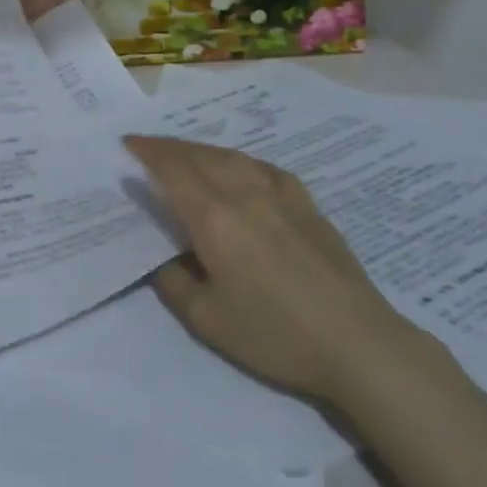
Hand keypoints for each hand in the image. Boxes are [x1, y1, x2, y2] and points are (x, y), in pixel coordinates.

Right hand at [125, 134, 424, 403]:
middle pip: (199, 156)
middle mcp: (244, 194)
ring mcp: (280, 195)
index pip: (173, 170)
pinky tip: (239, 167)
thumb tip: (161, 259)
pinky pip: (263, 167)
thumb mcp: (208, 320)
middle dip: (168, 146)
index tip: (128, 143)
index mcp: (214, 218)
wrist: (358, 343)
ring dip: (200, 149)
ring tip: (184, 153)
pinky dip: (239, 160)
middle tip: (146, 145)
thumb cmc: (276, 335)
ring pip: (231, 156)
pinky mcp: (307, 205)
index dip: (148, 153)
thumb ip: (173, 283)